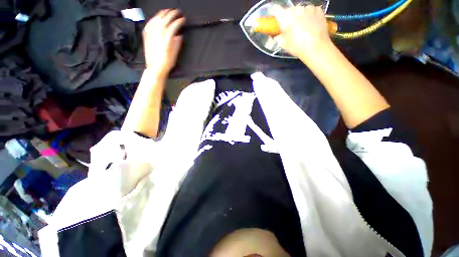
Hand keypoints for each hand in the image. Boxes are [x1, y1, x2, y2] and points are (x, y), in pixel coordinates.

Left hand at [143, 9, 184, 76]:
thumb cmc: (166, 63)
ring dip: (162, 14)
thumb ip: (177, 44)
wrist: (155, 68)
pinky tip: (156, 18)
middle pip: (164, 20)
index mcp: (166, 39)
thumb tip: (179, 36)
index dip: (178, 22)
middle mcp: (158, 34)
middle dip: (171, 14)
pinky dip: (153, 19)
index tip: (183, 19)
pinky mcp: (146, 36)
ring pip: (156, 20)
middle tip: (176, 11)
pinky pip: (149, 24)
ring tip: (167, 11)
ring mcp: (151, 34)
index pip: (173, 26)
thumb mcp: (174, 54)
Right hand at [272, 5, 330, 58]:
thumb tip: (276, 34)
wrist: (317, 47)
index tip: (274, 20)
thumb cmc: (297, 47)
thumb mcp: (283, 44)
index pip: (275, 9)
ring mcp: (308, 8)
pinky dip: (308, 16)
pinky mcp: (318, 10)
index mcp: (285, 17)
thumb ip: (277, 36)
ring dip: (298, 16)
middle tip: (289, 28)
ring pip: (300, 10)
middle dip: (288, 18)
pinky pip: (310, 11)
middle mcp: (296, 9)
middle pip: (288, 10)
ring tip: (302, 27)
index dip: (273, 14)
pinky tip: (310, 25)